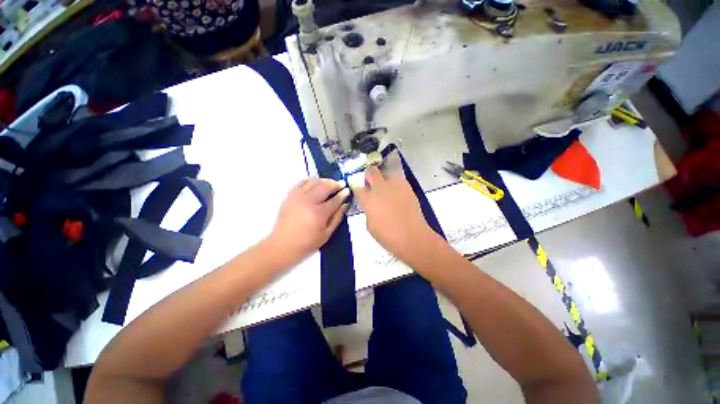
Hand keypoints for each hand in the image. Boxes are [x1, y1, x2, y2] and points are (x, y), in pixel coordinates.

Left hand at [265, 178, 349, 268]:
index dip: (343, 194)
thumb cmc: (307, 243)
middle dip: (335, 184)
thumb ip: (337, 218)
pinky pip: (301, 182)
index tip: (348, 191)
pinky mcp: (290, 196)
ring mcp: (297, 197)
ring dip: (324, 181)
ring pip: (314, 182)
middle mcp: (308, 201)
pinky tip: (316, 183)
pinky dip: (311, 180)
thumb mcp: (326, 234)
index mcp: (319, 213)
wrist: (282, 246)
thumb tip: (345, 205)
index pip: (335, 200)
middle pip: (325, 187)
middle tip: (341, 184)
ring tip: (330, 183)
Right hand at [352, 165, 438, 264]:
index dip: (355, 185)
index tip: (356, 187)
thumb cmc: (388, 236)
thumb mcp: (370, 225)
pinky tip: (397, 193)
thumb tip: (370, 205)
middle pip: (371, 171)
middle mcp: (380, 188)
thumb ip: (368, 211)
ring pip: (386, 172)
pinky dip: (395, 184)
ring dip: (383, 178)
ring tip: (386, 187)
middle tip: (370, 183)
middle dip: (368, 175)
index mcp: (368, 199)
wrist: (412, 236)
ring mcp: (395, 185)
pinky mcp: (407, 187)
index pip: (356, 186)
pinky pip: (398, 180)